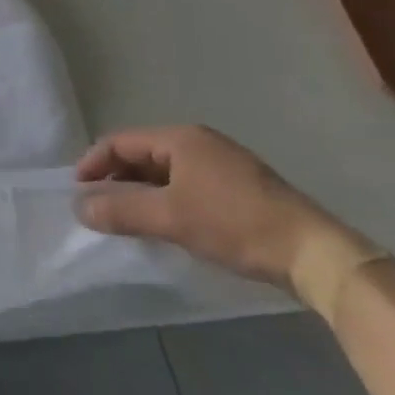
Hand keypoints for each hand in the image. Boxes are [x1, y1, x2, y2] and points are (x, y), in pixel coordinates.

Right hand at [74, 125, 343, 285]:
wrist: (317, 255)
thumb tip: (77, 206)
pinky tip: (164, 223)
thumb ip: (120, 210)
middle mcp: (200, 142)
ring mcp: (222, 164)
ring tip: (126, 218)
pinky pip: (185, 184)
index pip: (120, 142)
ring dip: (140, 191)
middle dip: (115, 178)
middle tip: (98, 207)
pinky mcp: (238, 188)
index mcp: (181, 138)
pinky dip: (165, 199)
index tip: (77, 192)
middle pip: (141, 154)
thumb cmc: (236, 225)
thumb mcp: (171, 218)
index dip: (93, 164)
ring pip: (164, 171)